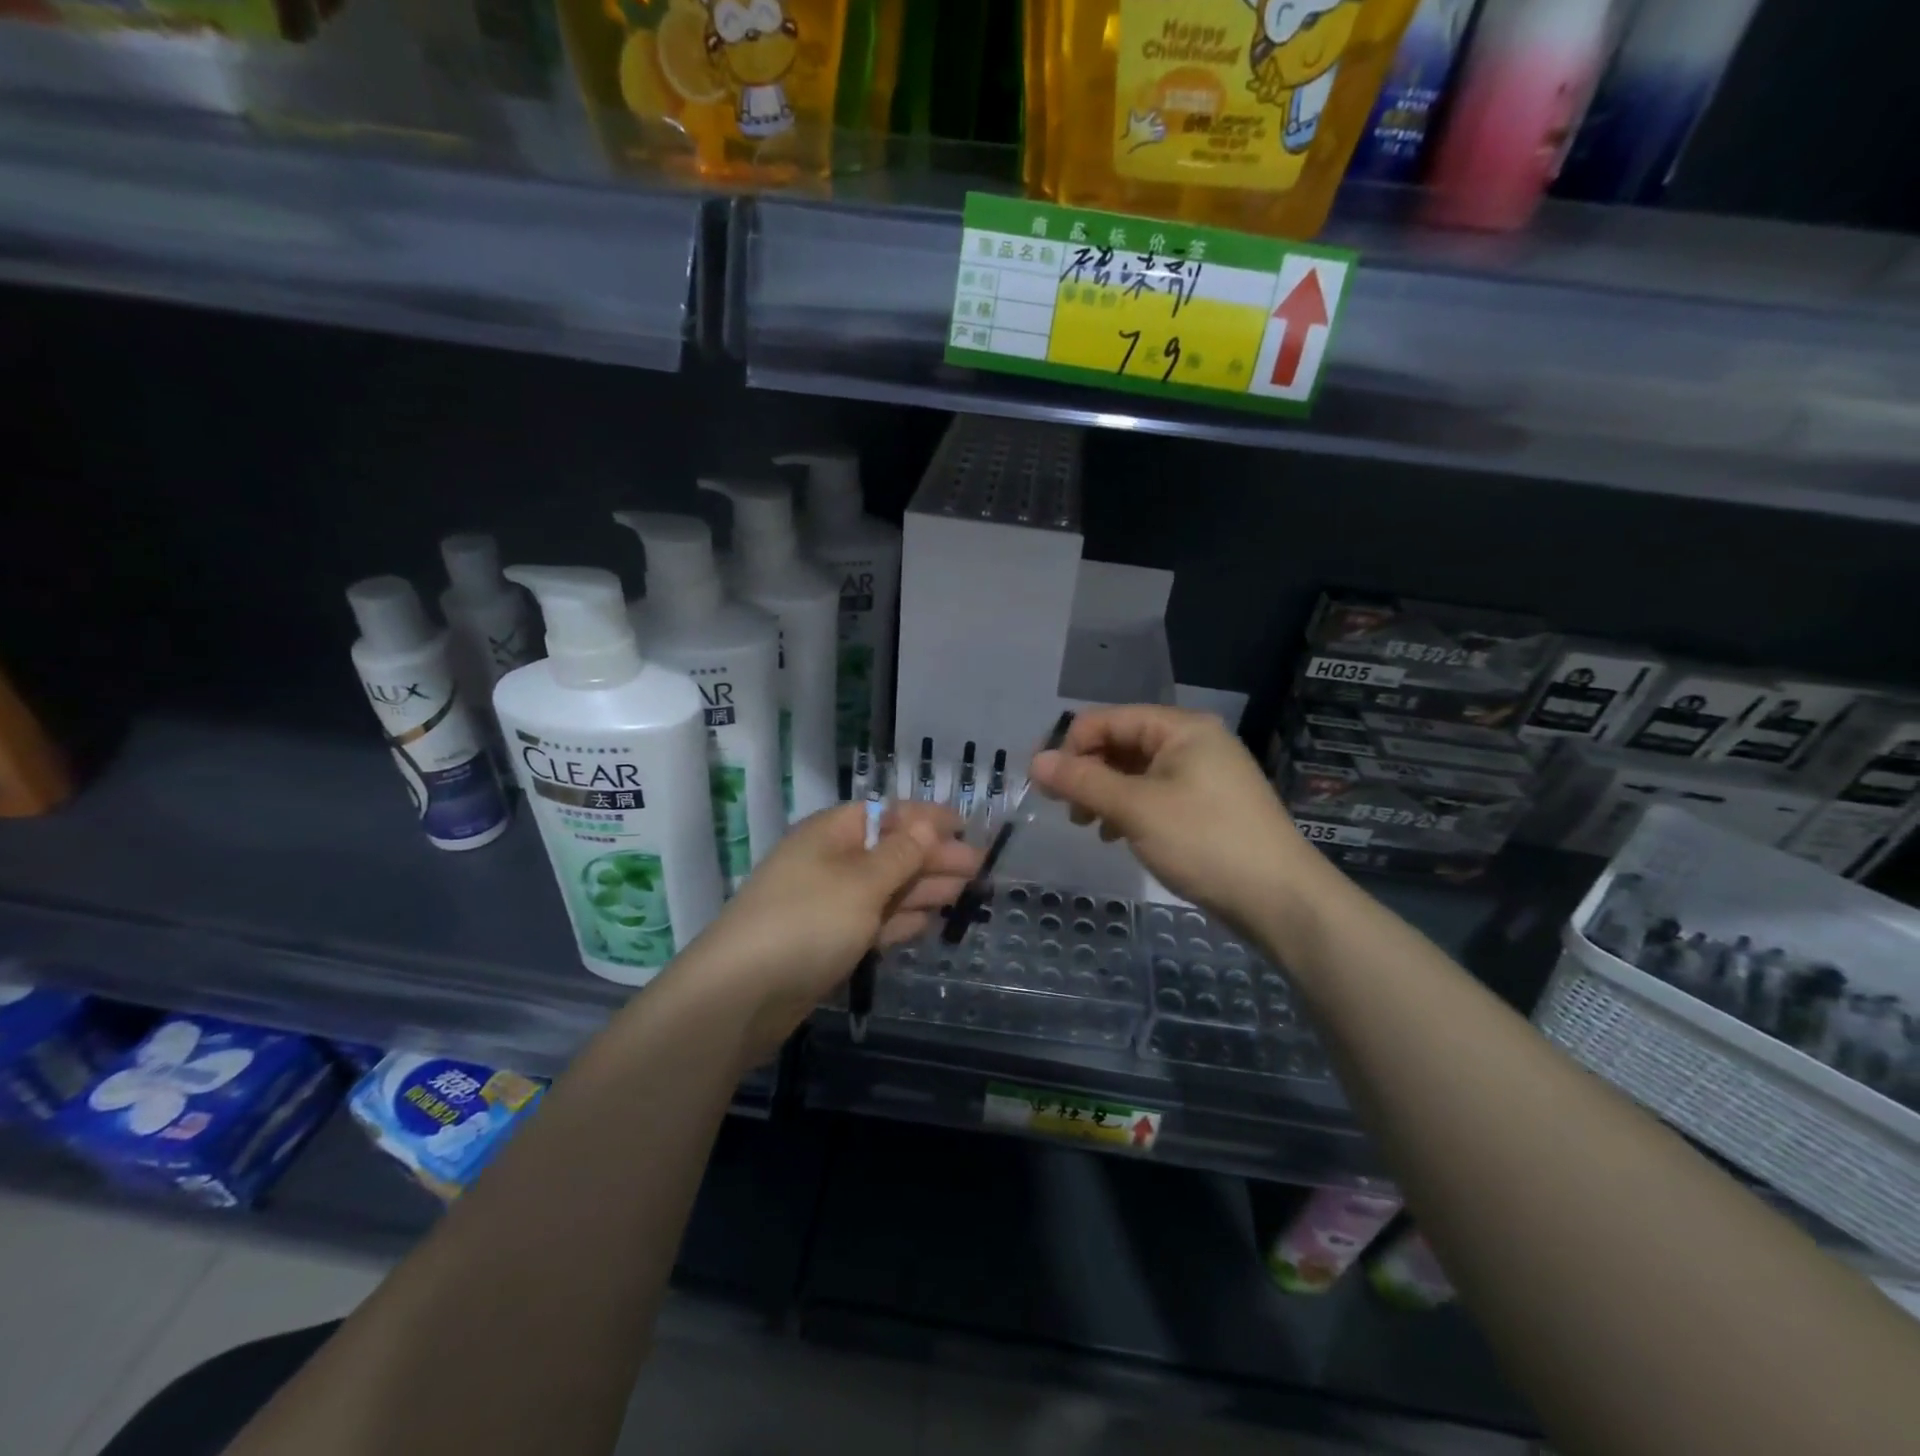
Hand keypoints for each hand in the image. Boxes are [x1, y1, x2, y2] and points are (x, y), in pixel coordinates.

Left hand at [681, 801, 979, 1065]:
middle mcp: (830, 862)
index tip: (967, 825)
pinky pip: (873, 922)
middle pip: (890, 852)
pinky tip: (928, 921)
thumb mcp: (862, 882)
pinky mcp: (828, 942)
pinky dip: (901, 920)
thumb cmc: (807, 922)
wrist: (741, 995)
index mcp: (831, 834)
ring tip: (965, 892)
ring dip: (923, 889)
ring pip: (885, 889)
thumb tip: (929, 825)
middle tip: (979, 867)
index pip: (887, 814)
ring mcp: (828, 904)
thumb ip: (901, 854)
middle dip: (933, 857)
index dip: (927, 818)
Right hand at [1029, 705, 1323, 929]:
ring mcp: (1203, 775)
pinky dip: (1129, 809)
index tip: (1045, 785)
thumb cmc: (1205, 841)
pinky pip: (1154, 794)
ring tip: (1089, 825)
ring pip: (1136, 772)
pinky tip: (1117, 835)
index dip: (1071, 746)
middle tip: (1069, 811)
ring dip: (1105, 793)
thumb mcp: (1136, 808)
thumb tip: (1035, 761)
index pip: (1109, 719)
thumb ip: (1083, 781)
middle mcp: (1193, 742)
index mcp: (1181, 728)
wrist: (1280, 899)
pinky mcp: (1207, 806)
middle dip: (1088, 772)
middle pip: (1122, 743)